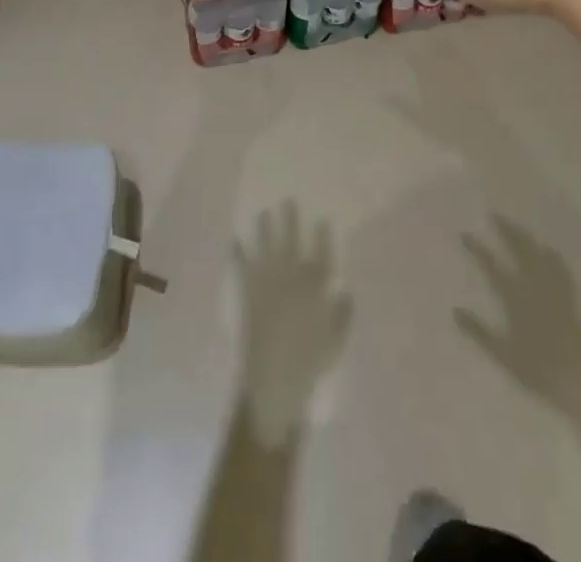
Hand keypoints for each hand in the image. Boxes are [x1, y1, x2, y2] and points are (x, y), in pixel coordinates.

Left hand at [234, 203, 352, 443]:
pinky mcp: (248, 293)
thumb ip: (342, 314)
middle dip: (290, 220)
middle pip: (292, 241)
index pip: (321, 253)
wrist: (274, 380)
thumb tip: (345, 291)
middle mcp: (291, 277)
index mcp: (315, 287)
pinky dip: (238, 254)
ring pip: (266, 246)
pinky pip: (242, 267)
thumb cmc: (310, 364)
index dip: (322, 235)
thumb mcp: (336, 341)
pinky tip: (234, 241)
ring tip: (262, 213)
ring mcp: (268, 282)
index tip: (321, 218)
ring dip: (263, 229)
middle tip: (287, 200)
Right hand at [455, 216, 580, 406]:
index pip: (492, 266)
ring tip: (517, 227)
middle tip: (495, 215)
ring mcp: (554, 291)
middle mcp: (535, 288)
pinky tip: (550, 250)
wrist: (578, 385)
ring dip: (527, 238)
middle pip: (520, 251)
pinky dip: (554, 257)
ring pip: (539, 255)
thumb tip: (455, 310)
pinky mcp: (571, 300)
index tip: (465, 234)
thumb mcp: (502, 355)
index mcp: (515, 299)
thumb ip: (478, 331)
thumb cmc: (537, 371)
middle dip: (507, 231)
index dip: (478, 249)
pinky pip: (562, 271)